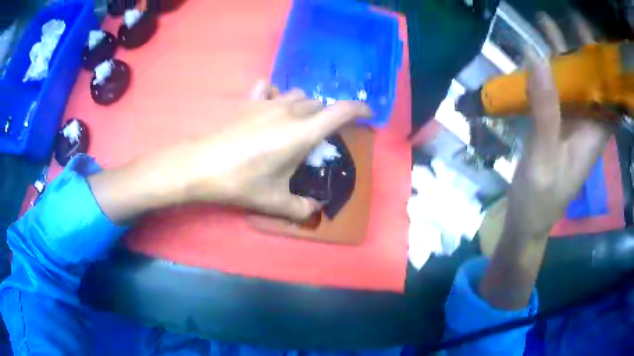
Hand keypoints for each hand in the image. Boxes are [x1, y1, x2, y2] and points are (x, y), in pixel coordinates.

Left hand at [89, 81, 370, 222]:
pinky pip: (268, 89)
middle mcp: (288, 111)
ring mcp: (266, 103)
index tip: (368, 115)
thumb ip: (300, 208)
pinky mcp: (248, 102)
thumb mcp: (273, 201)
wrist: (200, 166)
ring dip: (304, 106)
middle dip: (327, 116)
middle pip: (319, 104)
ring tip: (297, 124)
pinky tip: (269, 108)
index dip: (359, 110)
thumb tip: (313, 211)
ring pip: (297, 95)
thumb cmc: (239, 182)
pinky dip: (275, 95)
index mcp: (301, 133)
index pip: (340, 112)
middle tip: (321, 137)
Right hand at [506, 13, 614, 239]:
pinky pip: (557, 92)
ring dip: (563, 55)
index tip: (596, 41)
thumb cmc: (539, 201)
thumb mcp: (543, 159)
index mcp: (593, 137)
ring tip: (543, 25)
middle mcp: (587, 126)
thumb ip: (545, 111)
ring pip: (573, 84)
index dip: (608, 71)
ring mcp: (571, 125)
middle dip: (583, 52)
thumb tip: (537, 59)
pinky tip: (536, 57)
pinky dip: (549, 71)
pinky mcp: (557, 125)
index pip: (611, 100)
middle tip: (568, 20)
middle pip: (592, 84)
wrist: (526, 223)